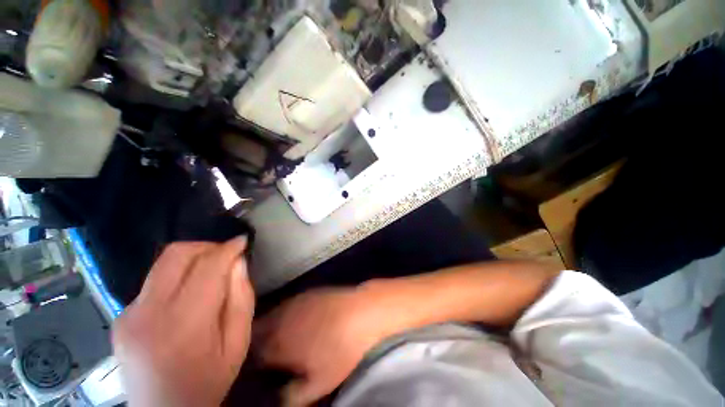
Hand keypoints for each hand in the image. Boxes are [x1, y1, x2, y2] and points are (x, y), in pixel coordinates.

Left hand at [113, 238, 254, 406]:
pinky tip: (187, 293)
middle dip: (206, 246)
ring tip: (210, 271)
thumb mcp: (237, 343)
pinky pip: (153, 281)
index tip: (242, 241)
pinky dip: (176, 276)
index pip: (207, 268)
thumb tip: (238, 263)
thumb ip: (241, 299)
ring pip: (162, 263)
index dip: (227, 249)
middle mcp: (148, 314)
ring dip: (191, 258)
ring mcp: (128, 315)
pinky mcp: (120, 317)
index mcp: (184, 324)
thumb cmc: (207, 382)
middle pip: (176, 255)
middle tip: (226, 255)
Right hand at [254, 286, 398, 406]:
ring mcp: (295, 303)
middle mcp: (281, 320)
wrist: (360, 312)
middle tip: (269, 352)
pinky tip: (295, 318)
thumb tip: (279, 399)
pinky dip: (285, 313)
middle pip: (258, 331)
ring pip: (272, 315)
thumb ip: (294, 396)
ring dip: (270, 326)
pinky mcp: (307, 293)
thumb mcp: (319, 383)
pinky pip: (288, 304)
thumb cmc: (341, 350)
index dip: (256, 362)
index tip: (262, 367)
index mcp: (280, 344)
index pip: (256, 354)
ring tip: (280, 336)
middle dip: (259, 342)